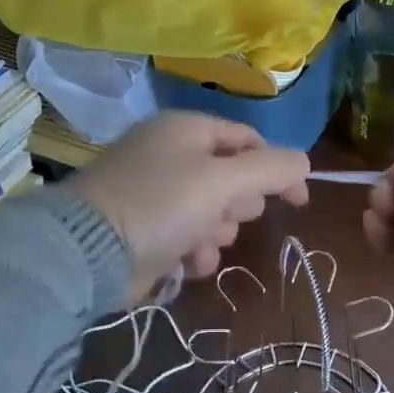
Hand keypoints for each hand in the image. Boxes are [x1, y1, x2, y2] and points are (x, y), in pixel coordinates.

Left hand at [66, 113, 309, 301]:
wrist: (89, 252)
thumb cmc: (161, 204)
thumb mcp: (223, 180)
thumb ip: (271, 169)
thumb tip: (304, 163)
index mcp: (187, 130)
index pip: (248, 140)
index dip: (278, 168)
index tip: (298, 201)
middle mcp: (171, 155)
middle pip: (233, 179)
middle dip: (237, 206)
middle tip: (224, 215)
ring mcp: (156, 193)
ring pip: (214, 213)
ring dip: (216, 233)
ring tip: (199, 243)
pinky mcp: (147, 229)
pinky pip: (190, 236)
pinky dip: (195, 250)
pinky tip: (187, 261)